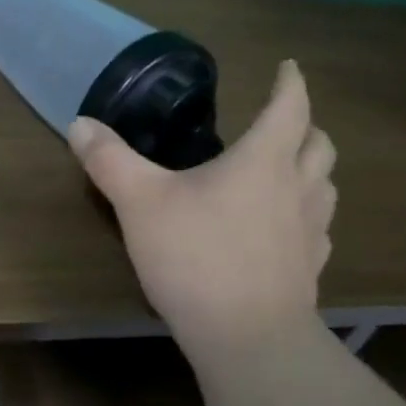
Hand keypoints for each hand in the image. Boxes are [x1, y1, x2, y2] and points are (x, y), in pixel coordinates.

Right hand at [70, 59, 335, 364]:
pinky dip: (305, 215)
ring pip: (325, 185)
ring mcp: (310, 231)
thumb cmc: (195, 257)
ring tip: (286, 172)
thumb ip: (110, 160)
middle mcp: (297, 187)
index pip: (289, 106)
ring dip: (311, 169)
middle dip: (305, 125)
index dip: (289, 83)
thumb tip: (79, 124)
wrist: (247, 337)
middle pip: (319, 144)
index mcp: (263, 160)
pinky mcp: (310, 269)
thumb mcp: (140, 203)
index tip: (288, 67)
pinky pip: (317, 229)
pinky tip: (283, 230)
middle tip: (282, 122)